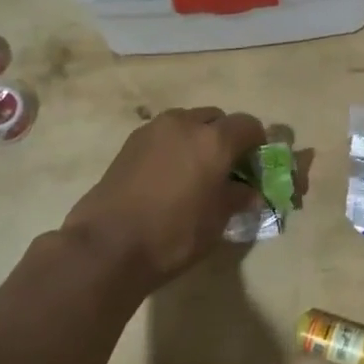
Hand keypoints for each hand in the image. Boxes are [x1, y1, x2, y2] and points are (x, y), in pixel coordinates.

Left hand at [62, 107, 265, 292]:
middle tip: (225, 168)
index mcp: (214, 140)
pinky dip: (173, 147)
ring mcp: (153, 130)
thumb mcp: (217, 221)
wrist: (107, 245)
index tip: (254, 166)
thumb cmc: (173, 234)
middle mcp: (185, 124)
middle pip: (216, 118)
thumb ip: (238, 198)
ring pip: (187, 123)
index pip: (248, 125)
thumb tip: (249, 192)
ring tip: (194, 172)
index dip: (256, 143)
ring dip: (197, 139)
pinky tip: (168, 177)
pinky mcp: (130, 143)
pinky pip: (164, 135)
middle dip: (226, 137)